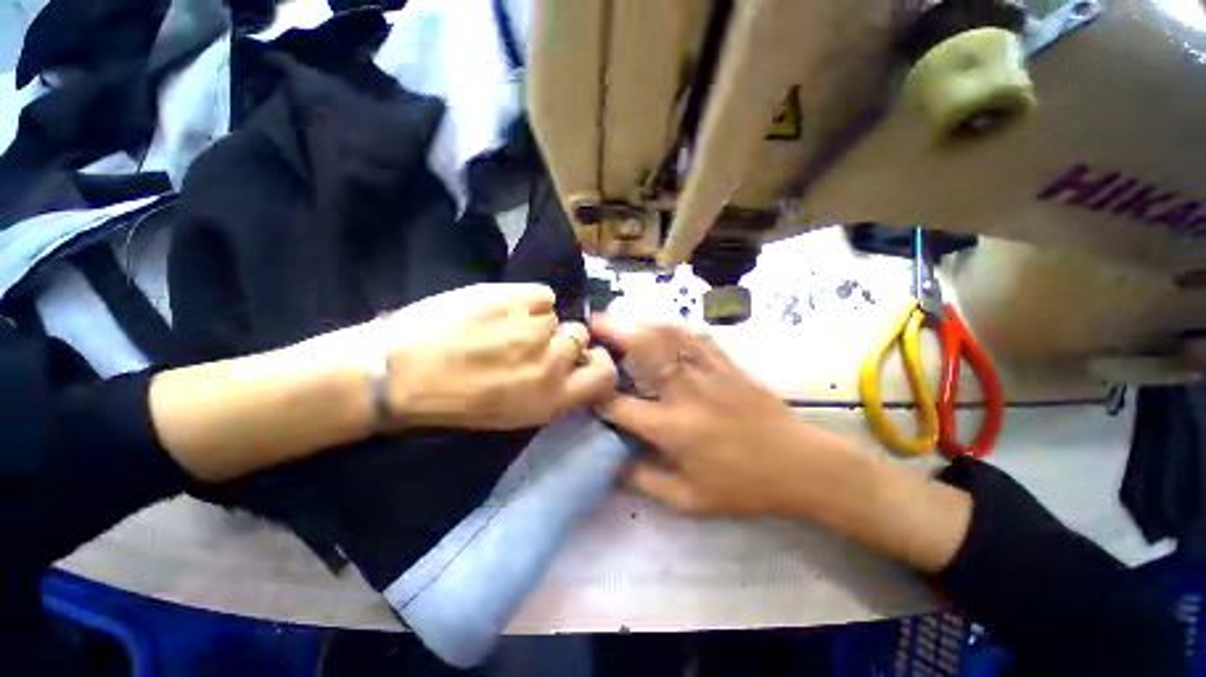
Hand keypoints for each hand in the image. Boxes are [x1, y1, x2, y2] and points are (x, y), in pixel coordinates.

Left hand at [381, 284, 615, 429]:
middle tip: (530, 341)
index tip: (587, 357)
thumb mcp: (514, 413)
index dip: (600, 362)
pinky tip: (498, 310)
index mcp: (551, 399)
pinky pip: (541, 294)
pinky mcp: (516, 297)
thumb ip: (552, 390)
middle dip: (561, 338)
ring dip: (535, 320)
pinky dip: (525, 300)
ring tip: (501, 326)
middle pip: (580, 337)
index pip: (604, 376)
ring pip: (554, 315)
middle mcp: (551, 364)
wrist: (401, 371)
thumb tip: (575, 364)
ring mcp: (535, 328)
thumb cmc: (455, 400)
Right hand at [593, 316, 847, 516]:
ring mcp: (708, 372)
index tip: (584, 386)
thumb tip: (612, 466)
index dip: (596, 395)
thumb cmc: (742, 487)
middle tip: (594, 323)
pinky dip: (674, 326)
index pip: (619, 405)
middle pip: (644, 350)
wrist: (800, 465)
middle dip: (615, 332)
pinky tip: (663, 323)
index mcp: (671, 428)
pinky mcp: (727, 364)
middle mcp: (685, 392)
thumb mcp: (689, 501)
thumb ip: (644, 482)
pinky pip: (696, 336)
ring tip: (621, 315)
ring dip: (640, 321)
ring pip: (669, 335)